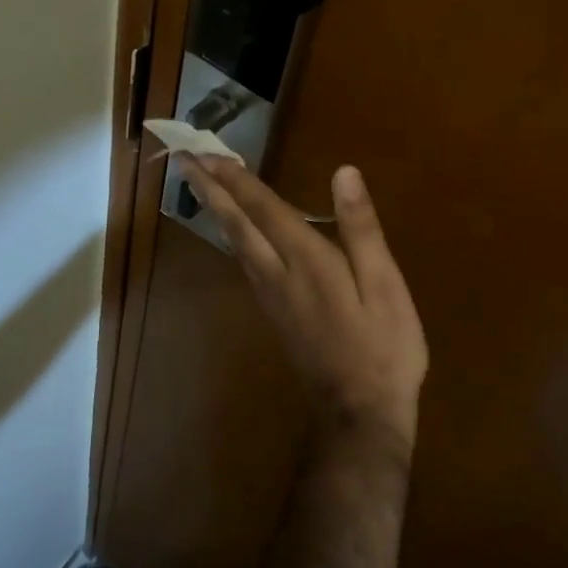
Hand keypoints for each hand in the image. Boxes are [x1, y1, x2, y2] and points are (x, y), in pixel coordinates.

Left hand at [179, 157, 426, 449]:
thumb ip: (362, 229)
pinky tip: (233, 236)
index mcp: (307, 261)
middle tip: (183, 160)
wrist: (360, 415)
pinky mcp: (276, 316)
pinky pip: (244, 265)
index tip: (205, 153)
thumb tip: (344, 173)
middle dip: (211, 190)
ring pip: (236, 246)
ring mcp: (273, 299)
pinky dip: (232, 239)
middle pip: (237, 225)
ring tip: (200, 187)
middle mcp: (279, 275)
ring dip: (216, 211)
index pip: (264, 209)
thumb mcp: (384, 285)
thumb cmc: (383, 347)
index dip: (236, 179)